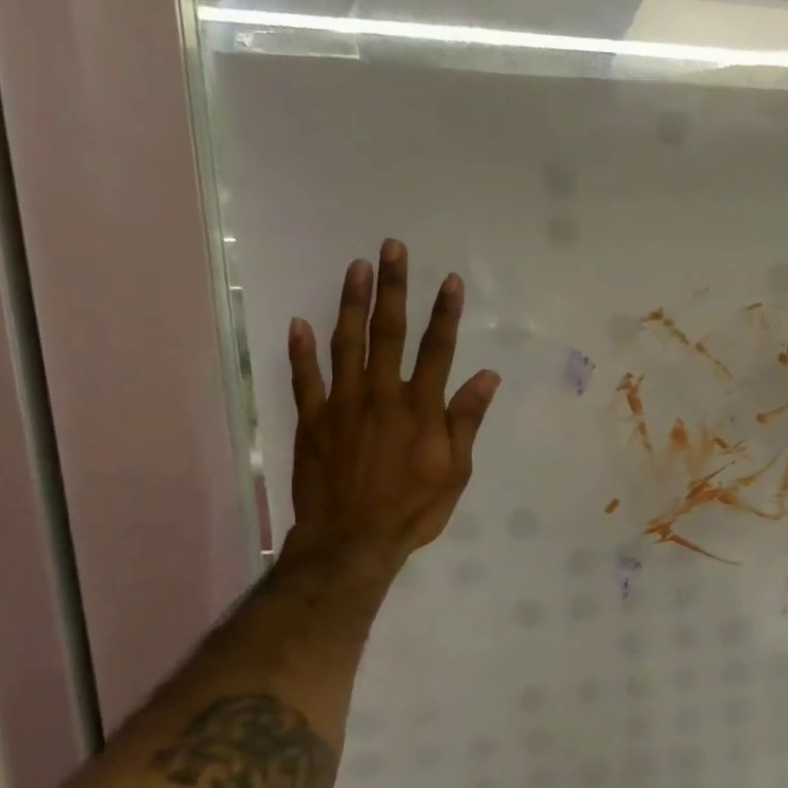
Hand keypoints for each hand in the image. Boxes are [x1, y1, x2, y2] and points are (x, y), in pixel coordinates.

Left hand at [282, 240, 499, 576]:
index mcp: (420, 409)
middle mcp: (381, 395)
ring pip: (346, 344)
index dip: (445, 314)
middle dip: (393, 288)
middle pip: (388, 333)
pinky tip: (300, 321)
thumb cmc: (413, 509)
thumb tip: (487, 377)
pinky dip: (301, 350)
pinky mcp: (313, 421)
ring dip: (351, 303)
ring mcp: (342, 405)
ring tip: (356, 267)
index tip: (449, 281)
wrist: (353, 539)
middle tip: (392, 248)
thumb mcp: (455, 471)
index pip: (437, 350)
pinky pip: (305, 379)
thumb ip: (466, 420)